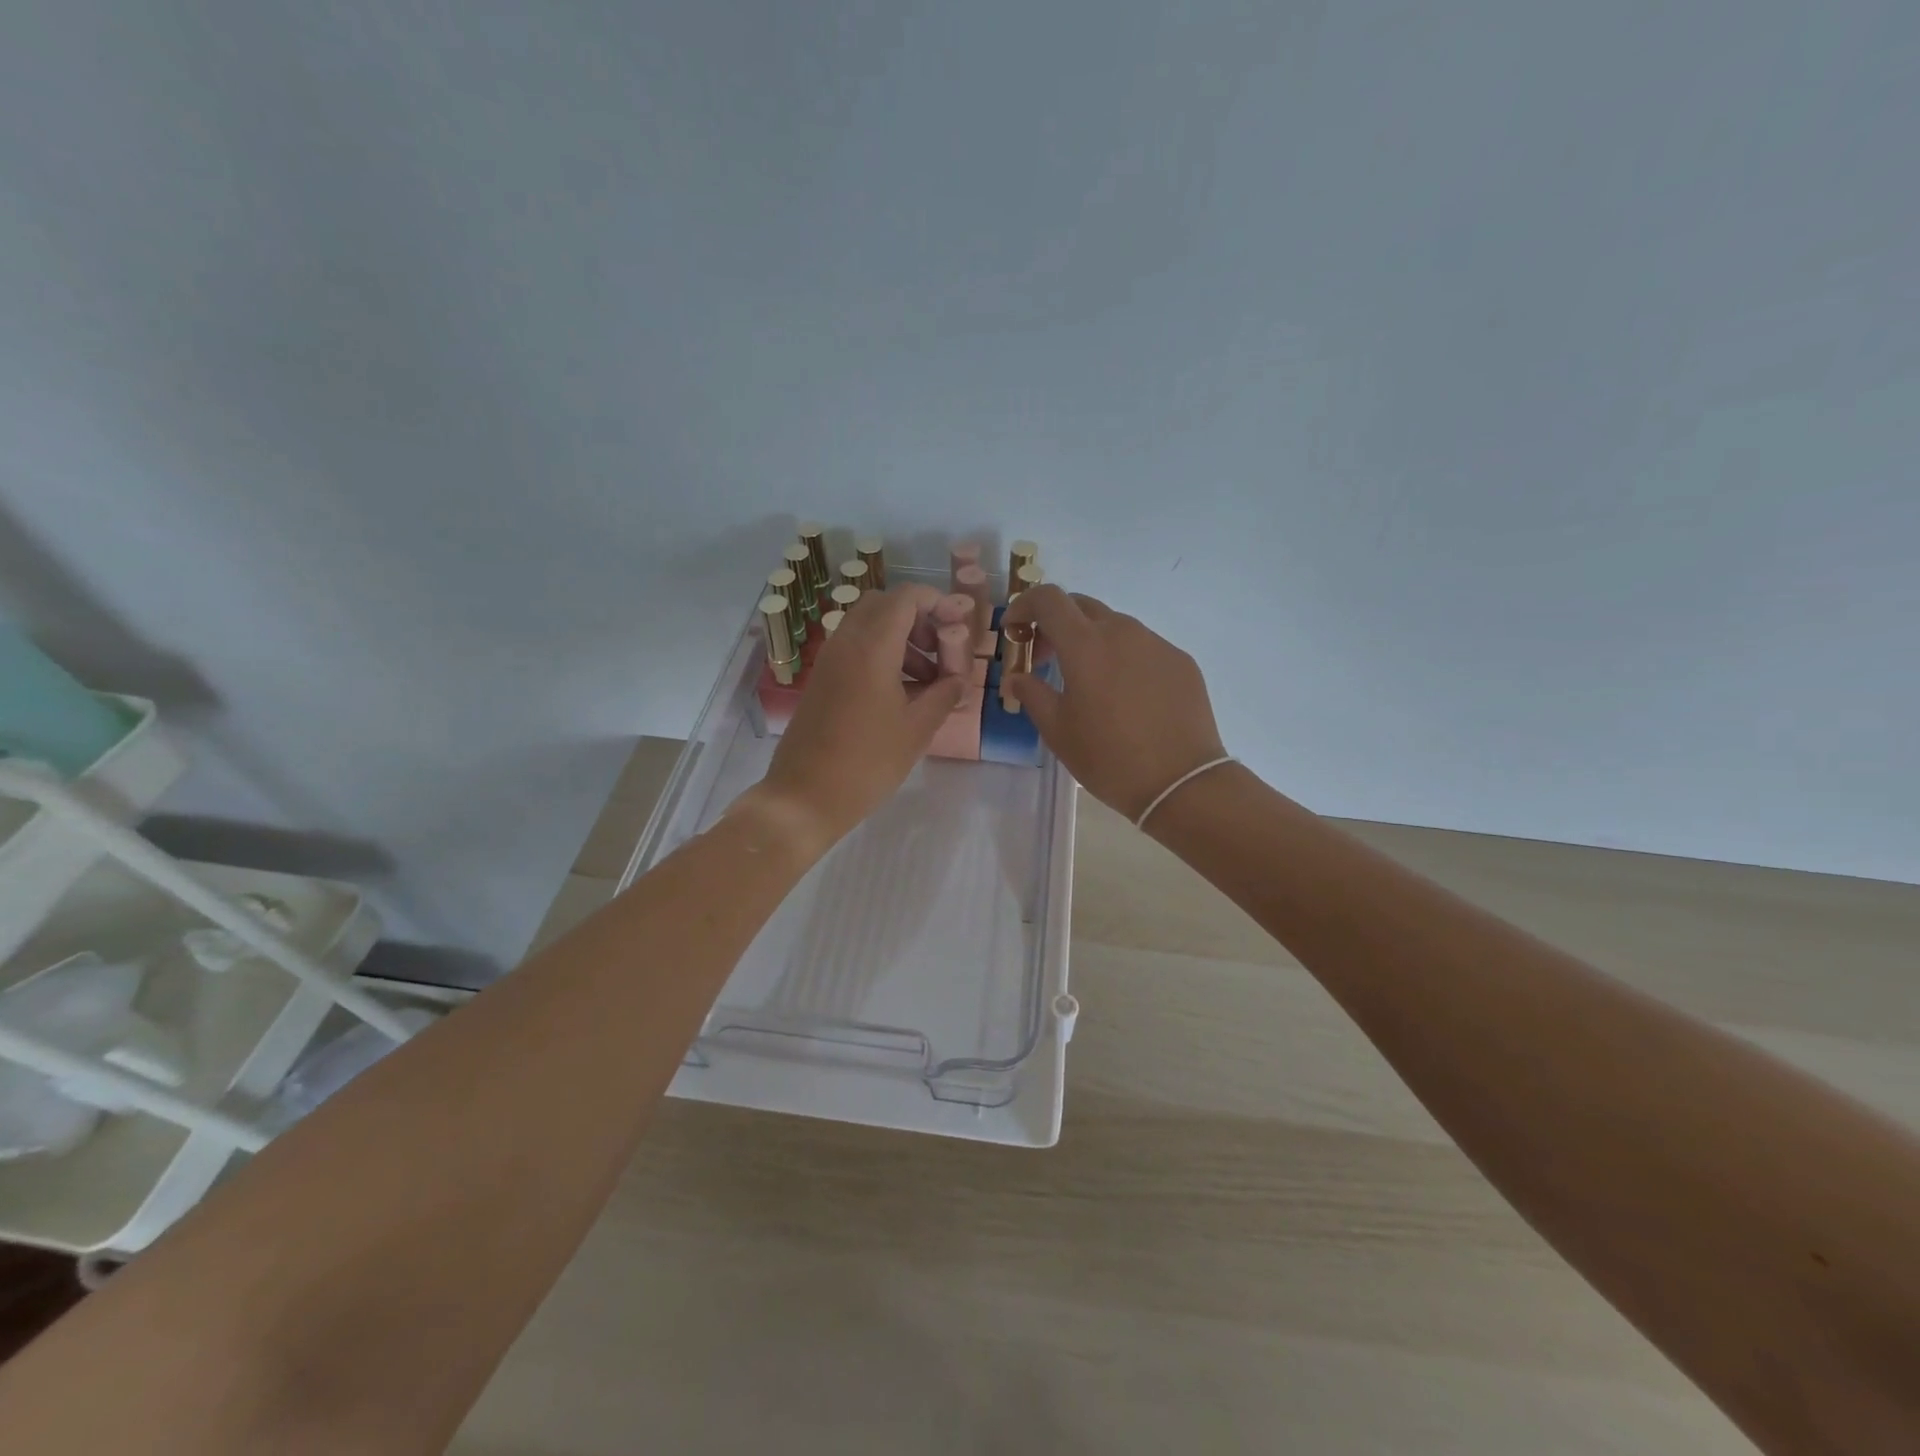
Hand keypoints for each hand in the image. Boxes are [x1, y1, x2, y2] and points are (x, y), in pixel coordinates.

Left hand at [747, 584, 966, 852]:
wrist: (805, 796)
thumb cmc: (868, 763)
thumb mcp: (918, 729)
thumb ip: (945, 694)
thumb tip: (959, 679)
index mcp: (872, 647)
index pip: (907, 598)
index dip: (939, 603)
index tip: (960, 627)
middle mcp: (846, 642)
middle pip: (885, 605)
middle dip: (919, 619)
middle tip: (942, 651)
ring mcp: (829, 660)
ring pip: (869, 626)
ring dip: (902, 639)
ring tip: (929, 681)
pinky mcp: (821, 679)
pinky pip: (855, 649)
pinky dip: (882, 655)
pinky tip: (901, 694)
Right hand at [1002, 585, 1226, 821]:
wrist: (1181, 782)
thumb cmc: (1109, 758)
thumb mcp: (1058, 731)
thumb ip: (1032, 694)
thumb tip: (1017, 677)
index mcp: (1085, 645)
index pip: (1048, 599)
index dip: (1025, 605)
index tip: (1015, 630)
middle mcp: (1122, 631)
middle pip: (1081, 606)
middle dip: (1056, 624)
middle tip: (1046, 659)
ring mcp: (1156, 643)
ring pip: (1114, 626)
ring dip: (1091, 641)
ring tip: (1088, 681)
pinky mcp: (1180, 661)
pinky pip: (1143, 646)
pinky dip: (1123, 658)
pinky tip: (1126, 696)